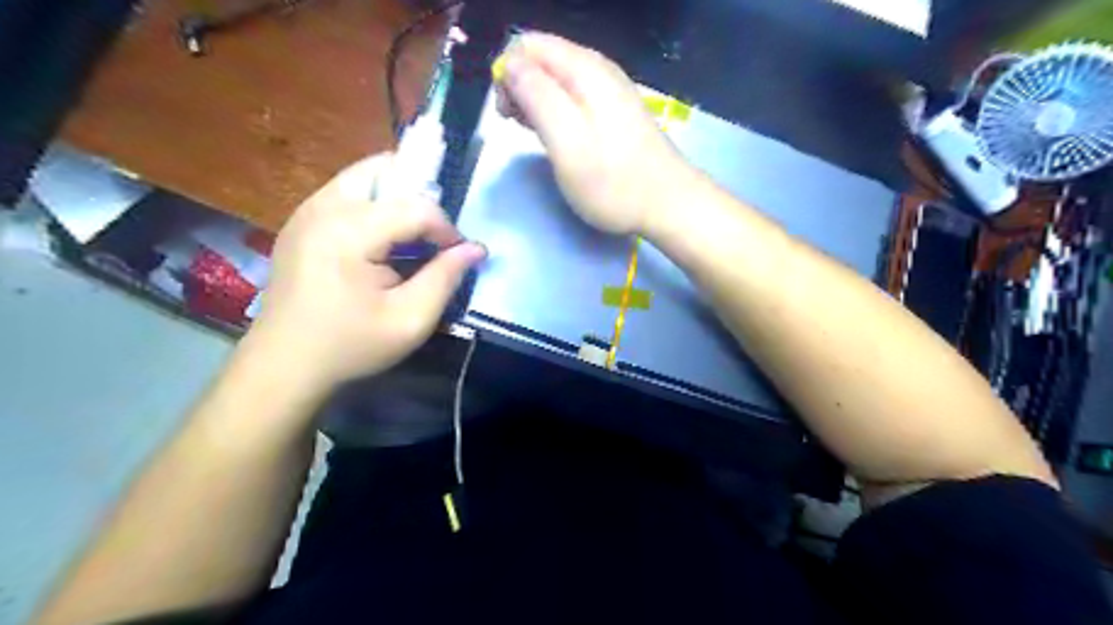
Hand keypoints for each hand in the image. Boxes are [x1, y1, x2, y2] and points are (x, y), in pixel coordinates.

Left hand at [249, 153, 484, 388]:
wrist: (283, 365)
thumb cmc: (350, 346)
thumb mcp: (410, 320)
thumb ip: (446, 278)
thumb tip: (476, 248)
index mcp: (348, 231)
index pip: (416, 206)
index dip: (446, 228)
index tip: (456, 256)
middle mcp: (323, 207)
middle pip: (385, 169)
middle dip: (420, 197)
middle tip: (432, 235)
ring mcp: (306, 210)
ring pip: (365, 176)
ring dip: (397, 199)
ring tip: (411, 239)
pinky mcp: (300, 221)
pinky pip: (347, 193)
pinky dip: (374, 206)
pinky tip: (381, 245)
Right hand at [497, 30, 693, 234]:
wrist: (667, 204)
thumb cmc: (613, 182)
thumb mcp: (567, 142)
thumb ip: (536, 98)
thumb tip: (509, 65)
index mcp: (584, 69)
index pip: (527, 44)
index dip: (507, 73)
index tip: (507, 113)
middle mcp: (597, 69)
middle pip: (541, 58)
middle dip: (519, 86)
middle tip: (517, 126)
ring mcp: (609, 90)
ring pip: (555, 78)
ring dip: (535, 100)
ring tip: (534, 134)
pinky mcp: (614, 111)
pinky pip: (572, 96)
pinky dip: (555, 110)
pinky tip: (555, 136)